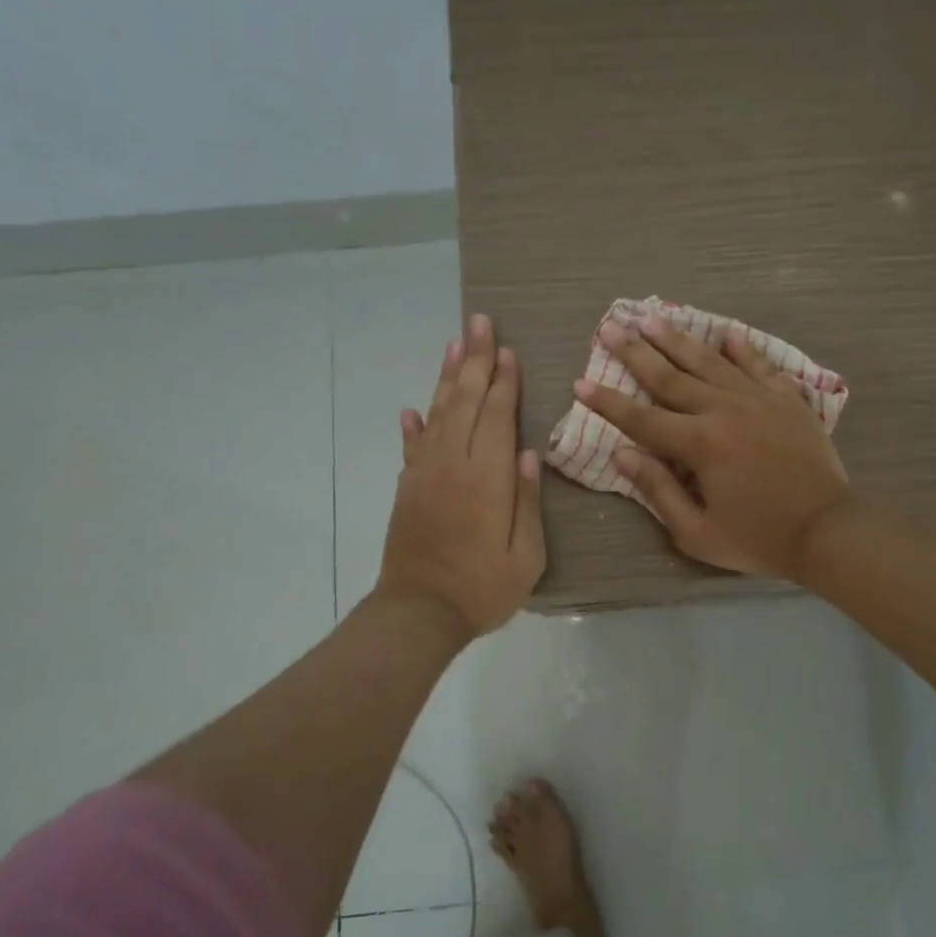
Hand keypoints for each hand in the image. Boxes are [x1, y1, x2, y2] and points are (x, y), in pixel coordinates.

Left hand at [377, 313, 546, 638]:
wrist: (419, 613)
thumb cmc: (482, 588)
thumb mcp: (526, 555)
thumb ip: (527, 501)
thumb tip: (528, 453)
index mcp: (486, 478)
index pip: (496, 415)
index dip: (503, 381)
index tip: (507, 350)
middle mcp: (452, 464)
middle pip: (463, 401)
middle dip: (473, 360)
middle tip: (479, 323)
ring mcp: (425, 474)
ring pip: (437, 414)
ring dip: (445, 377)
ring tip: (454, 344)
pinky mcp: (408, 489)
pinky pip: (412, 447)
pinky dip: (414, 425)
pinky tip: (413, 409)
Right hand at [577, 316, 851, 580]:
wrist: (828, 530)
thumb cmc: (758, 538)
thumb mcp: (697, 532)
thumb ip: (658, 490)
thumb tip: (622, 454)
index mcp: (699, 444)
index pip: (642, 418)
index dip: (608, 402)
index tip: (580, 382)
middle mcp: (724, 410)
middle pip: (671, 376)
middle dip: (636, 352)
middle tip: (611, 327)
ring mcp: (759, 399)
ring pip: (711, 362)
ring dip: (679, 339)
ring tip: (653, 318)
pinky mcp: (787, 400)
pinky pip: (760, 366)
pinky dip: (743, 349)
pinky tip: (727, 333)